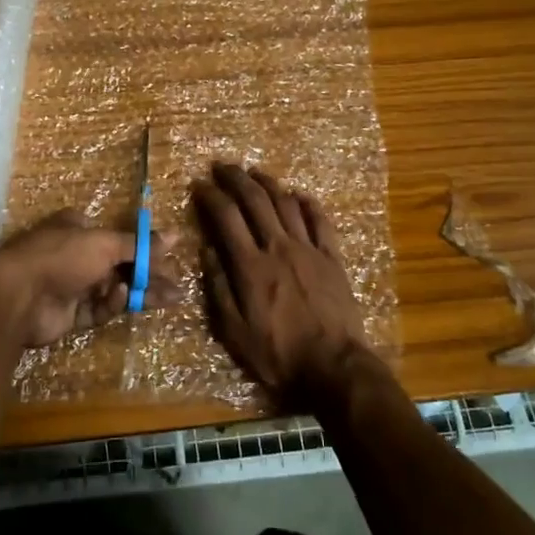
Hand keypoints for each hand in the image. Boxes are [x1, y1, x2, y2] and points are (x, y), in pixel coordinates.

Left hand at [0, 209, 174, 349]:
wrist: (18, 296)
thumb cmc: (61, 257)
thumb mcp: (104, 244)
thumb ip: (140, 245)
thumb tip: (175, 235)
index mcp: (79, 227)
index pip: (119, 237)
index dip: (145, 248)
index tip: (171, 258)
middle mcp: (76, 254)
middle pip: (121, 265)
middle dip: (150, 275)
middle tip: (178, 285)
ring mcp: (72, 285)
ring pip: (114, 288)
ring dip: (141, 292)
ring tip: (172, 298)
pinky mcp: (70, 314)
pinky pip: (99, 308)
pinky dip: (112, 304)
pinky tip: (122, 299)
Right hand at [191, 164, 369, 404]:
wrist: (334, 368)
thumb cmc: (278, 355)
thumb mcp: (234, 331)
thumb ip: (219, 288)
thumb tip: (207, 250)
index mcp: (251, 266)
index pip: (226, 217)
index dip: (210, 196)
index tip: (199, 185)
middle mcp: (278, 247)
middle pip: (255, 200)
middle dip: (236, 178)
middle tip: (222, 166)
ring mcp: (309, 250)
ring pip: (286, 203)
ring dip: (268, 183)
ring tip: (254, 173)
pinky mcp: (333, 258)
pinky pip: (320, 220)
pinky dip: (308, 203)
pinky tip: (298, 194)